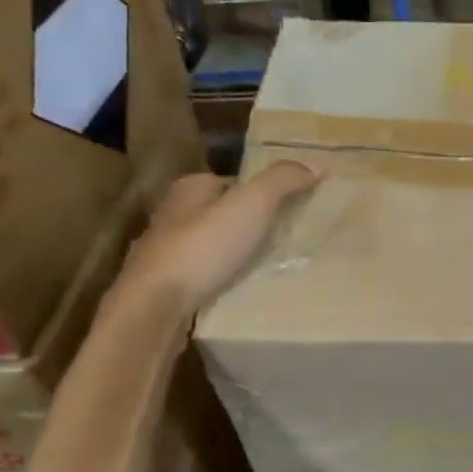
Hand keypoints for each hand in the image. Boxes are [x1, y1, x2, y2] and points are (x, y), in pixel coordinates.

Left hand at [110, 161, 319, 318]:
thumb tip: (317, 165)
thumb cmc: (203, 247)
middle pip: (222, 213)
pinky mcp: (166, 286)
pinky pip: (205, 276)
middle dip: (249, 225)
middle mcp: (172, 215)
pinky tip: (242, 291)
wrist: (156, 306)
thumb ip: (283, 181)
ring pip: (212, 246)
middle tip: (286, 240)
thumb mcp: (252, 204)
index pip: (233, 182)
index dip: (262, 193)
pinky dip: (223, 280)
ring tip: (270, 268)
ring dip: (236, 255)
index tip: (290, 210)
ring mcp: (165, 253)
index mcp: (188, 188)